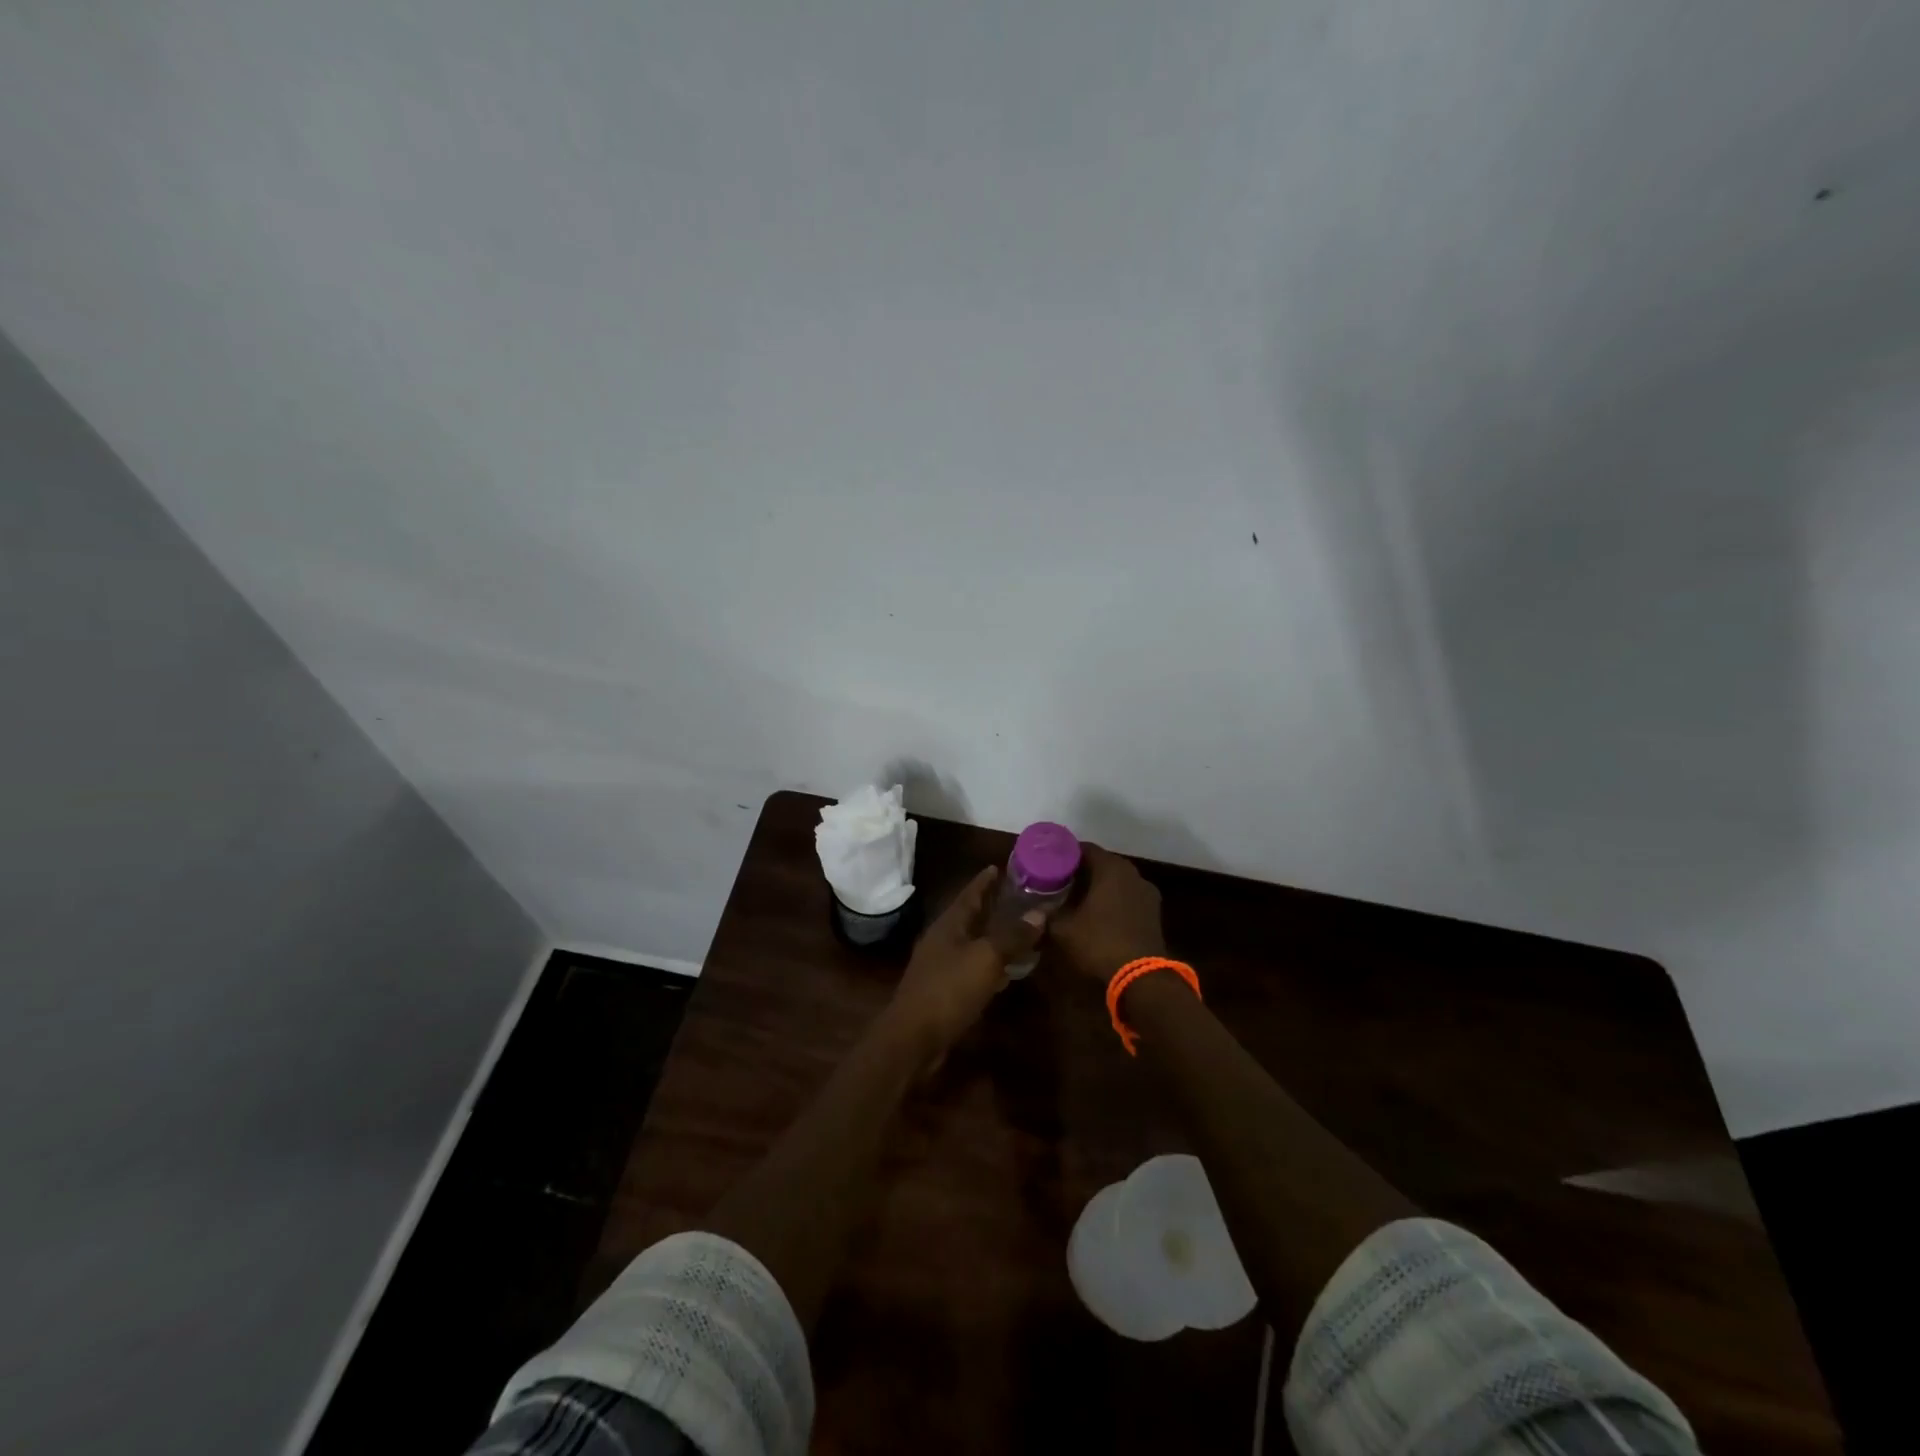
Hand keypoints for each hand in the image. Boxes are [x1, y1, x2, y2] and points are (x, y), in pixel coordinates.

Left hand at [885, 866, 1031, 1060]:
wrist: (913, 1038)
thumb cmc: (949, 989)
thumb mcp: (986, 958)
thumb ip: (1013, 935)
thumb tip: (1040, 912)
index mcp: (949, 925)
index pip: (969, 894)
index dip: (985, 881)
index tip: (1001, 866)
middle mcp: (942, 940)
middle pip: (969, 916)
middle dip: (991, 906)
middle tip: (1018, 898)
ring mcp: (940, 966)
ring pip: (971, 943)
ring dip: (992, 936)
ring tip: (1017, 931)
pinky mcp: (943, 991)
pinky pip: (971, 968)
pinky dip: (989, 964)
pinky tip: (1005, 972)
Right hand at [1047, 844, 1164, 983]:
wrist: (1142, 977)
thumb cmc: (1099, 942)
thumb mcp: (1064, 930)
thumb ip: (1047, 915)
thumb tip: (1033, 913)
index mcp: (1111, 867)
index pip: (1084, 848)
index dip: (1065, 854)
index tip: (1049, 864)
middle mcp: (1132, 873)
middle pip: (1102, 863)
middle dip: (1081, 871)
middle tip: (1059, 881)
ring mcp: (1147, 892)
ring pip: (1117, 881)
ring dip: (1099, 887)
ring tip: (1077, 898)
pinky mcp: (1154, 912)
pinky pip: (1128, 897)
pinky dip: (1113, 901)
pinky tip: (1099, 915)